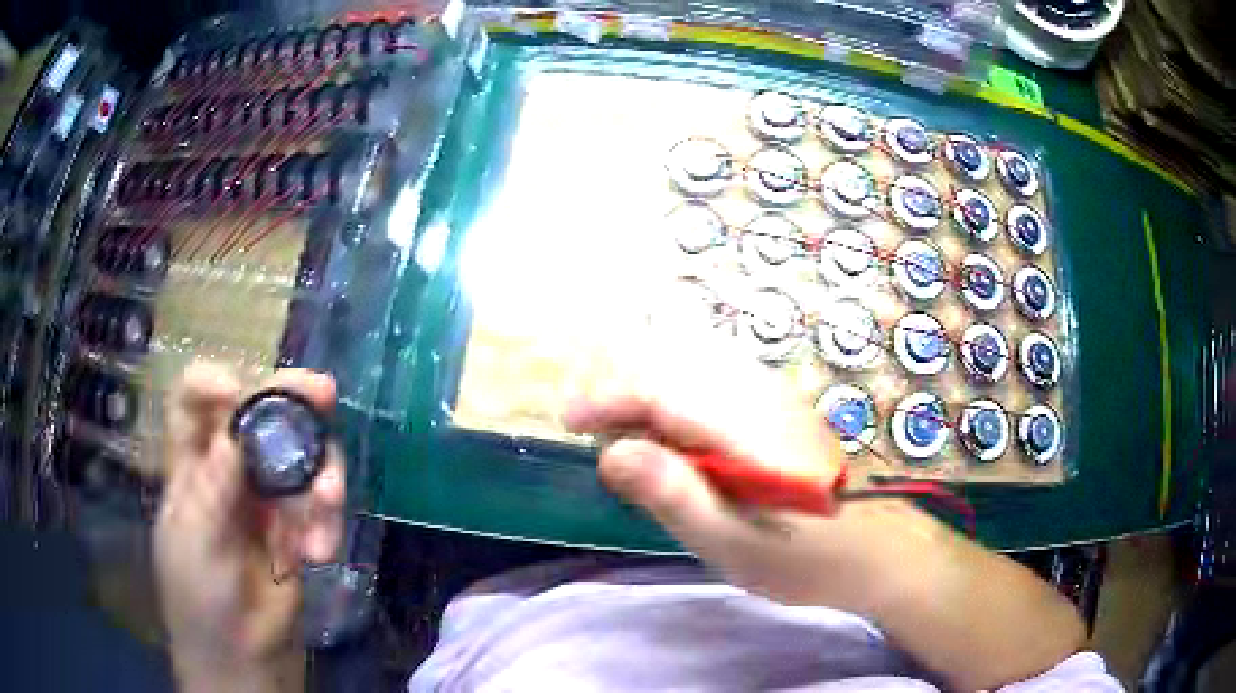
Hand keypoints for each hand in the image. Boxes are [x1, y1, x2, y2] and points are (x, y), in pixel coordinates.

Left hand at [154, 364, 345, 692]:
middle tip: (323, 393)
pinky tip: (320, 552)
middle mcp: (230, 467)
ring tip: (329, 505)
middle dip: (291, 399)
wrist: (242, 654)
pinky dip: (327, 523)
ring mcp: (267, 495)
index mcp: (191, 463)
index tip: (236, 390)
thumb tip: (232, 436)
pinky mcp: (298, 526)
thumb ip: (211, 490)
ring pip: (300, 455)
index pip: (193, 402)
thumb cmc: (198, 596)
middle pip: (257, 414)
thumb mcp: (194, 543)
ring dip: (321, 474)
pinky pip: (321, 505)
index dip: (211, 383)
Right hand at [566, 350, 1086, 689]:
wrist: (884, 550)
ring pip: (695, 382)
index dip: (608, 400)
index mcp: (742, 426)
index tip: (569, 419)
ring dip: (652, 404)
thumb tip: (613, 452)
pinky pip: (718, 396)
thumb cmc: (808, 559)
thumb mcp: (733, 542)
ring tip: (627, 443)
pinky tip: (680, 444)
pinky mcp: (785, 419)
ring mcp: (776, 405)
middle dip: (624, 399)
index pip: (659, 394)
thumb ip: (674, 495)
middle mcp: (758, 401)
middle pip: (674, 377)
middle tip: (594, 436)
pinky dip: (683, 411)